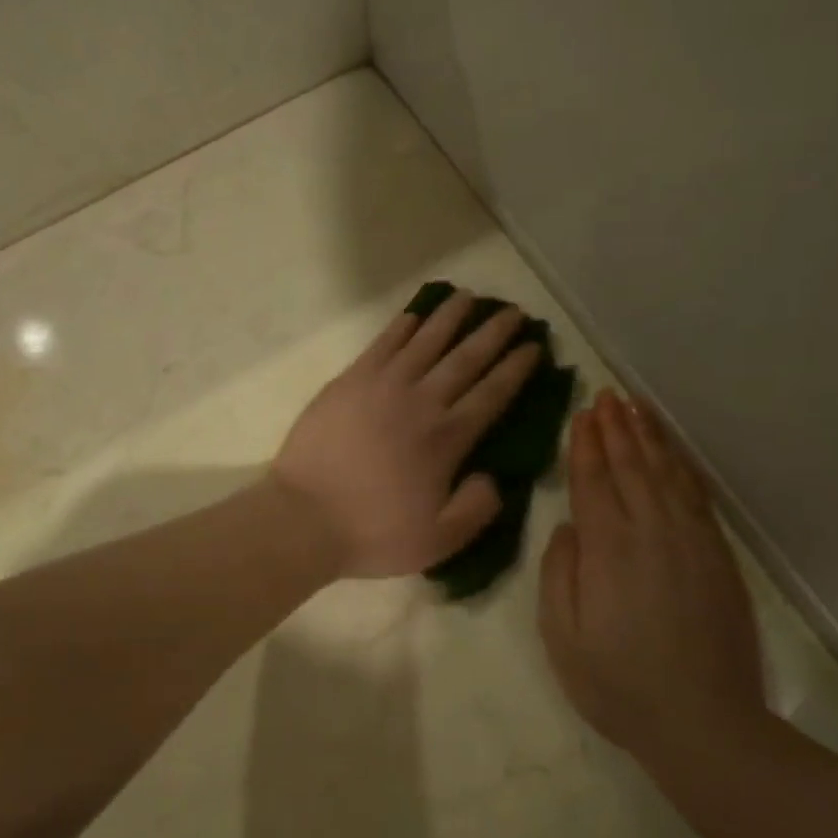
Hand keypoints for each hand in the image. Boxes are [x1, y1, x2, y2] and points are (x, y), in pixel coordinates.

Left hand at [271, 292, 541, 578]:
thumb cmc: (372, 532)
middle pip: (465, 358)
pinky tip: (414, 315)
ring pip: (425, 341)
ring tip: (469, 297)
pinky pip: (382, 344)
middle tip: (514, 312)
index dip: (516, 368)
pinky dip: (401, 327)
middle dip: (493, 333)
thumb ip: (477, 508)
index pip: (492, 393)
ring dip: (450, 317)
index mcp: (447, 439)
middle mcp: (420, 402)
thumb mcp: (440, 540)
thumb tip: (494, 478)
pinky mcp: (349, 381)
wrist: (304, 517)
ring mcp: (382, 386)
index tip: (534, 347)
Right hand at [537, 390, 765, 757]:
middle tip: (605, 396)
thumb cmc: (618, 684)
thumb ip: (559, 572)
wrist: (705, 726)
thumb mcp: (562, 635)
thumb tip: (569, 527)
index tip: (582, 414)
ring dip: (649, 439)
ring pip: (666, 475)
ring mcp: (691, 543)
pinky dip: (682, 468)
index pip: (594, 480)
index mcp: (608, 549)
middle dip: (616, 429)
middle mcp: (652, 533)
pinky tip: (673, 454)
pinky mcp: (718, 558)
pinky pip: (697, 497)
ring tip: (636, 409)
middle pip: (631, 467)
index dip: (586, 444)